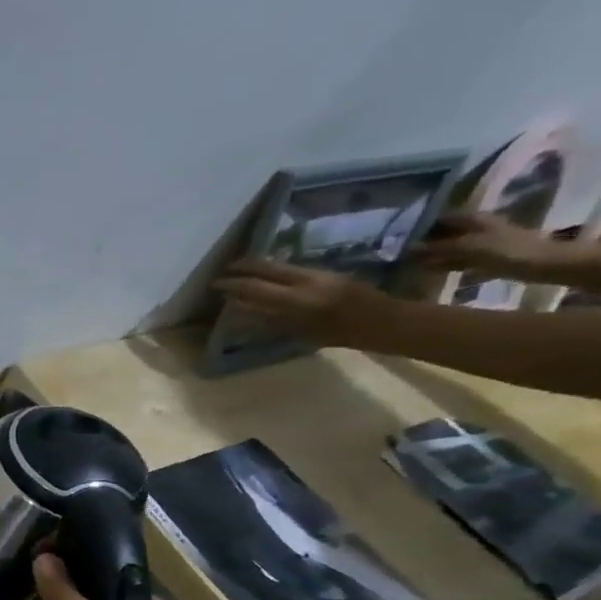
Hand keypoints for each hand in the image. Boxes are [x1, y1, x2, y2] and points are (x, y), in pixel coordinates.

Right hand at [216, 259, 392, 346]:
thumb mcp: (299, 331)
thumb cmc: (340, 334)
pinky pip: (293, 268)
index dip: (233, 284)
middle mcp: (304, 280)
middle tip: (226, 270)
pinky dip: (276, 269)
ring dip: (259, 266)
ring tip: (244, 269)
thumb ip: (268, 317)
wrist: (383, 321)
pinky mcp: (327, 272)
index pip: (255, 287)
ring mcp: (317, 274)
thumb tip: (239, 307)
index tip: (216, 284)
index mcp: (295, 299)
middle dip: (244, 268)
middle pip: (267, 268)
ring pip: (281, 265)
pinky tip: (270, 274)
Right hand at [411, 210, 572, 276]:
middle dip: (426, 242)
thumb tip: (408, 248)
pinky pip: (459, 259)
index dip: (423, 226)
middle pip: (446, 233)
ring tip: (412, 265)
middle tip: (402, 254)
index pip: (442, 218)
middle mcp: (477, 227)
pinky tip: (431, 271)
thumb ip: (437, 247)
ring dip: (434, 254)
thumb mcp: (467, 247)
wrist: (541, 264)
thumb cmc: (505, 250)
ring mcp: (482, 242)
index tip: (401, 238)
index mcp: (474, 219)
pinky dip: (445, 264)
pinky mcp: (486, 257)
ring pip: (451, 247)